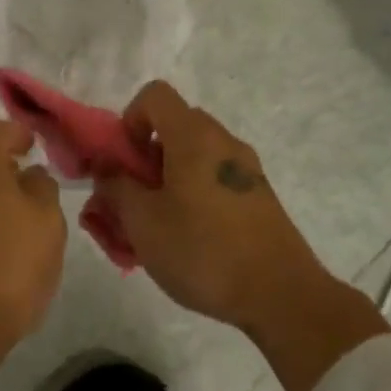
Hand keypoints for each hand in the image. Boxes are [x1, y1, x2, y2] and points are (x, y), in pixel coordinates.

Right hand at [94, 82, 389, 390]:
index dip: (129, 121)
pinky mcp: (258, 197)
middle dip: (143, 159)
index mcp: (194, 137)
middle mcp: (223, 142)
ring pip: (192, 159)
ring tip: (153, 230)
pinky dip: (191, 198)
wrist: (281, 295)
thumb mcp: (143, 222)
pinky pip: (213, 181)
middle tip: (131, 201)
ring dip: (165, 183)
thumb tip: (108, 169)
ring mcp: (245, 170)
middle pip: (172, 128)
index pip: (154, 95)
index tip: (123, 163)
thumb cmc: (204, 251)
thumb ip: (116, 188)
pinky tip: (185, 242)